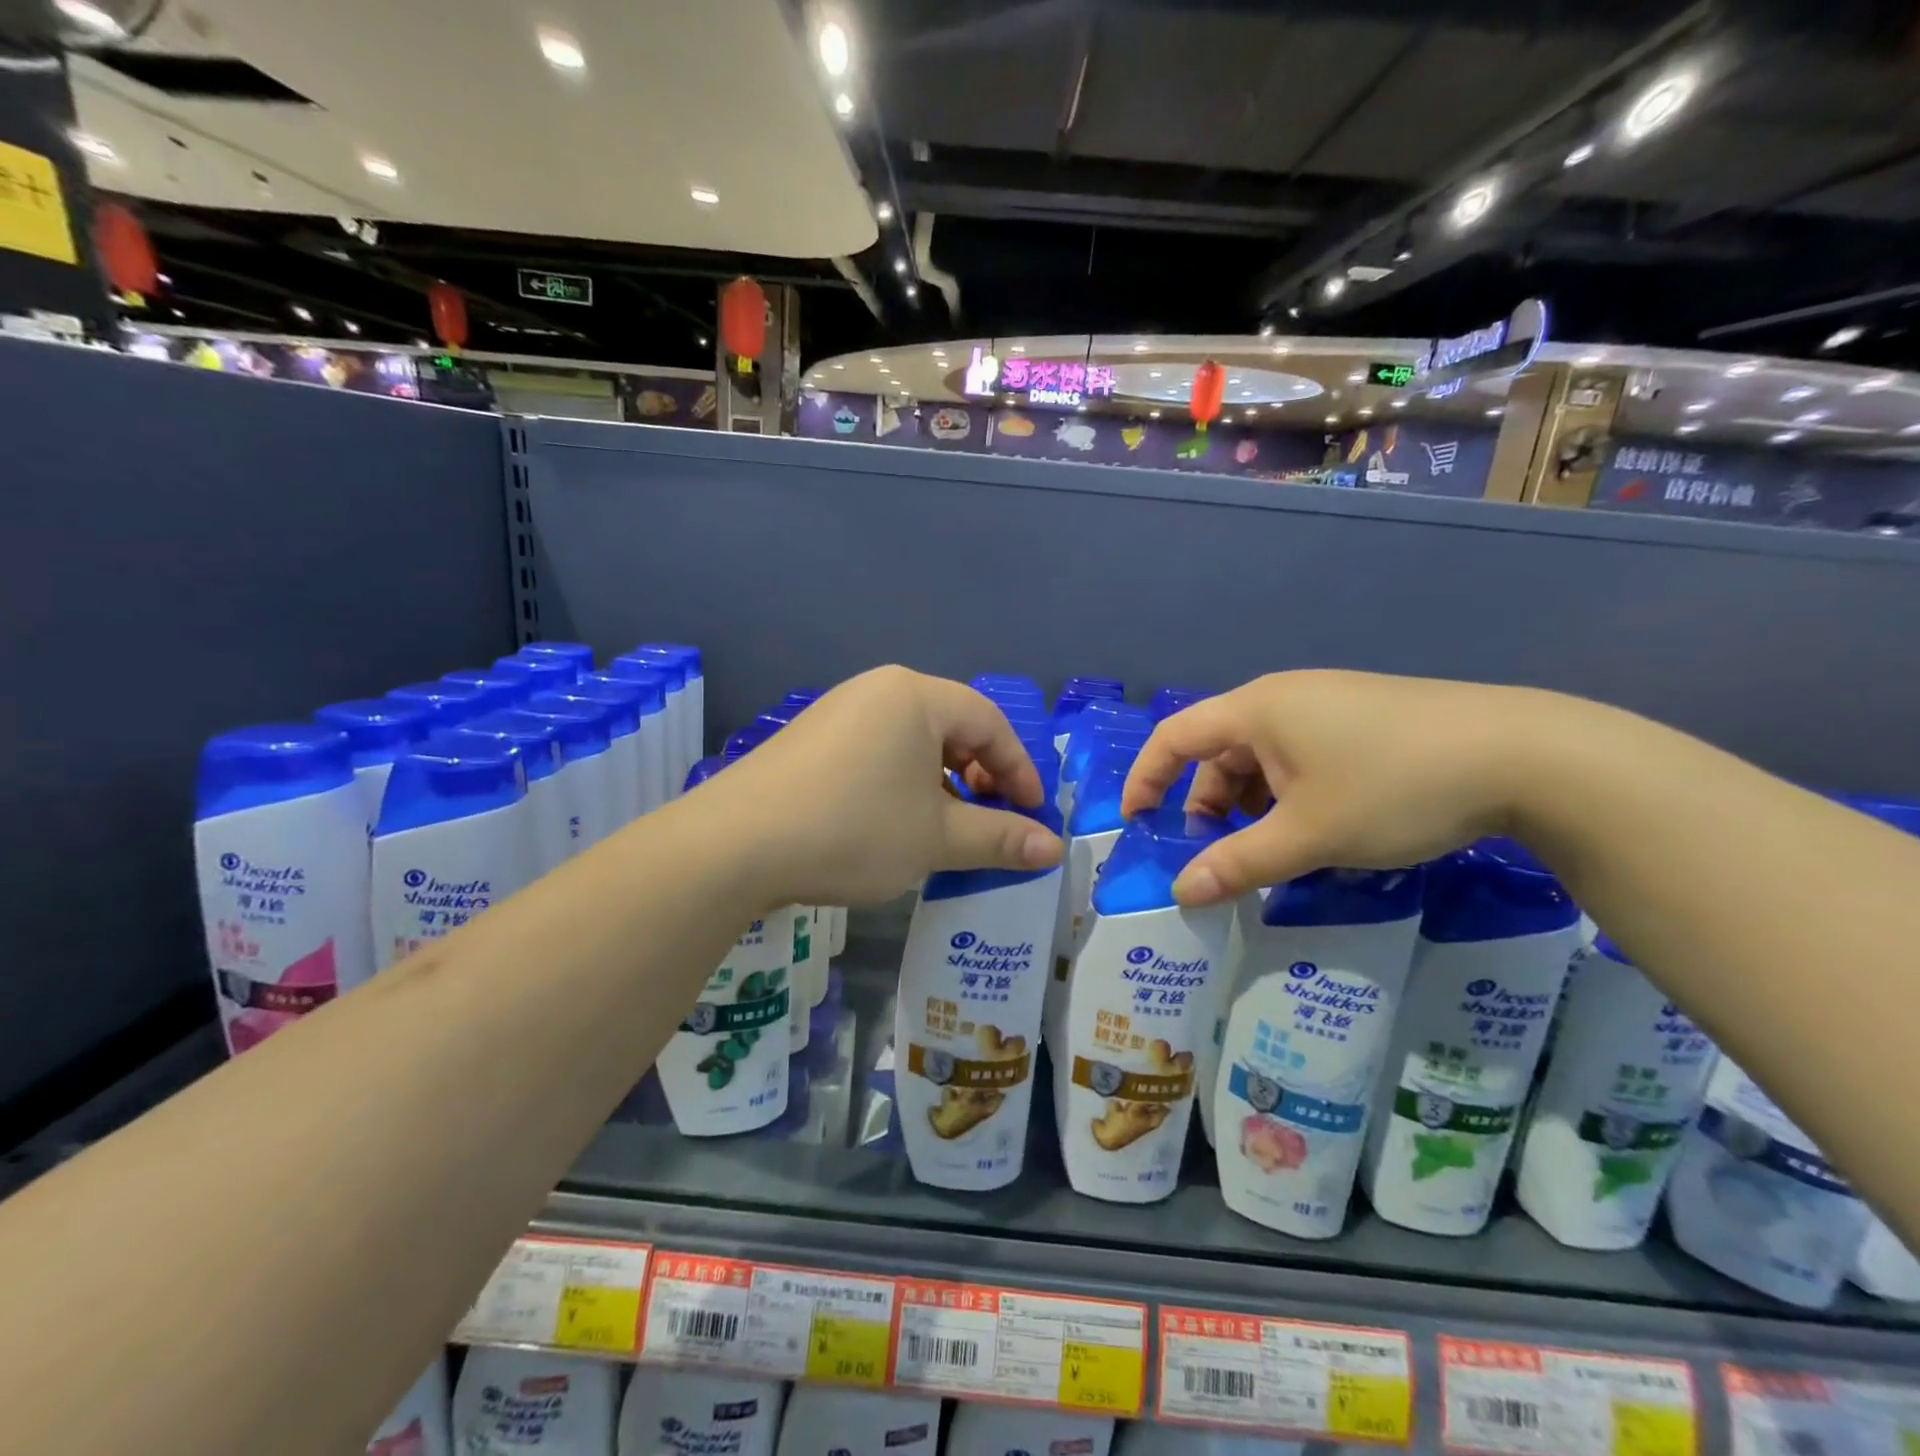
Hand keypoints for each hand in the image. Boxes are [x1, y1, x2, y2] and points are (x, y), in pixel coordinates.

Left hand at [699, 666, 1063, 905]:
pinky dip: (901, 784)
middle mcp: (877, 690)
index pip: (990, 722)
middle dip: (981, 776)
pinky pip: (875, 752)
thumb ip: (1000, 838)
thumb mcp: (936, 838)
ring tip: (944, 829)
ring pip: (911, 742)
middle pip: (951, 727)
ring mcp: (838, 712)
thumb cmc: (854, 829)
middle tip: (991, 820)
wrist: (735, 844)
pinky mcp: (810, 740)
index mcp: (915, 696)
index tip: (1033, 815)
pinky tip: (894, 824)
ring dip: (941, 784)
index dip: (1020, 769)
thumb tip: (1053, 849)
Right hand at [1122, 670, 1563, 905]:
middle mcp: (1284, 698)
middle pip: (1219, 751)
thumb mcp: (1309, 835)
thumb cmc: (1394, 787)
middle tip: (1222, 855)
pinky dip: (1291, 795)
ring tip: (1278, 850)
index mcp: (1256, 710)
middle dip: (1208, 805)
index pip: (1174, 737)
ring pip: (1264, 758)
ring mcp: (1328, 705)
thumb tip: (1182, 893)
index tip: (1136, 823)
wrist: (1527, 755)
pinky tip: (1321, 829)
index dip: (1146, 778)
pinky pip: (1302, 757)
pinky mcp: (1364, 719)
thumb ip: (1239, 864)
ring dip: (1254, 805)